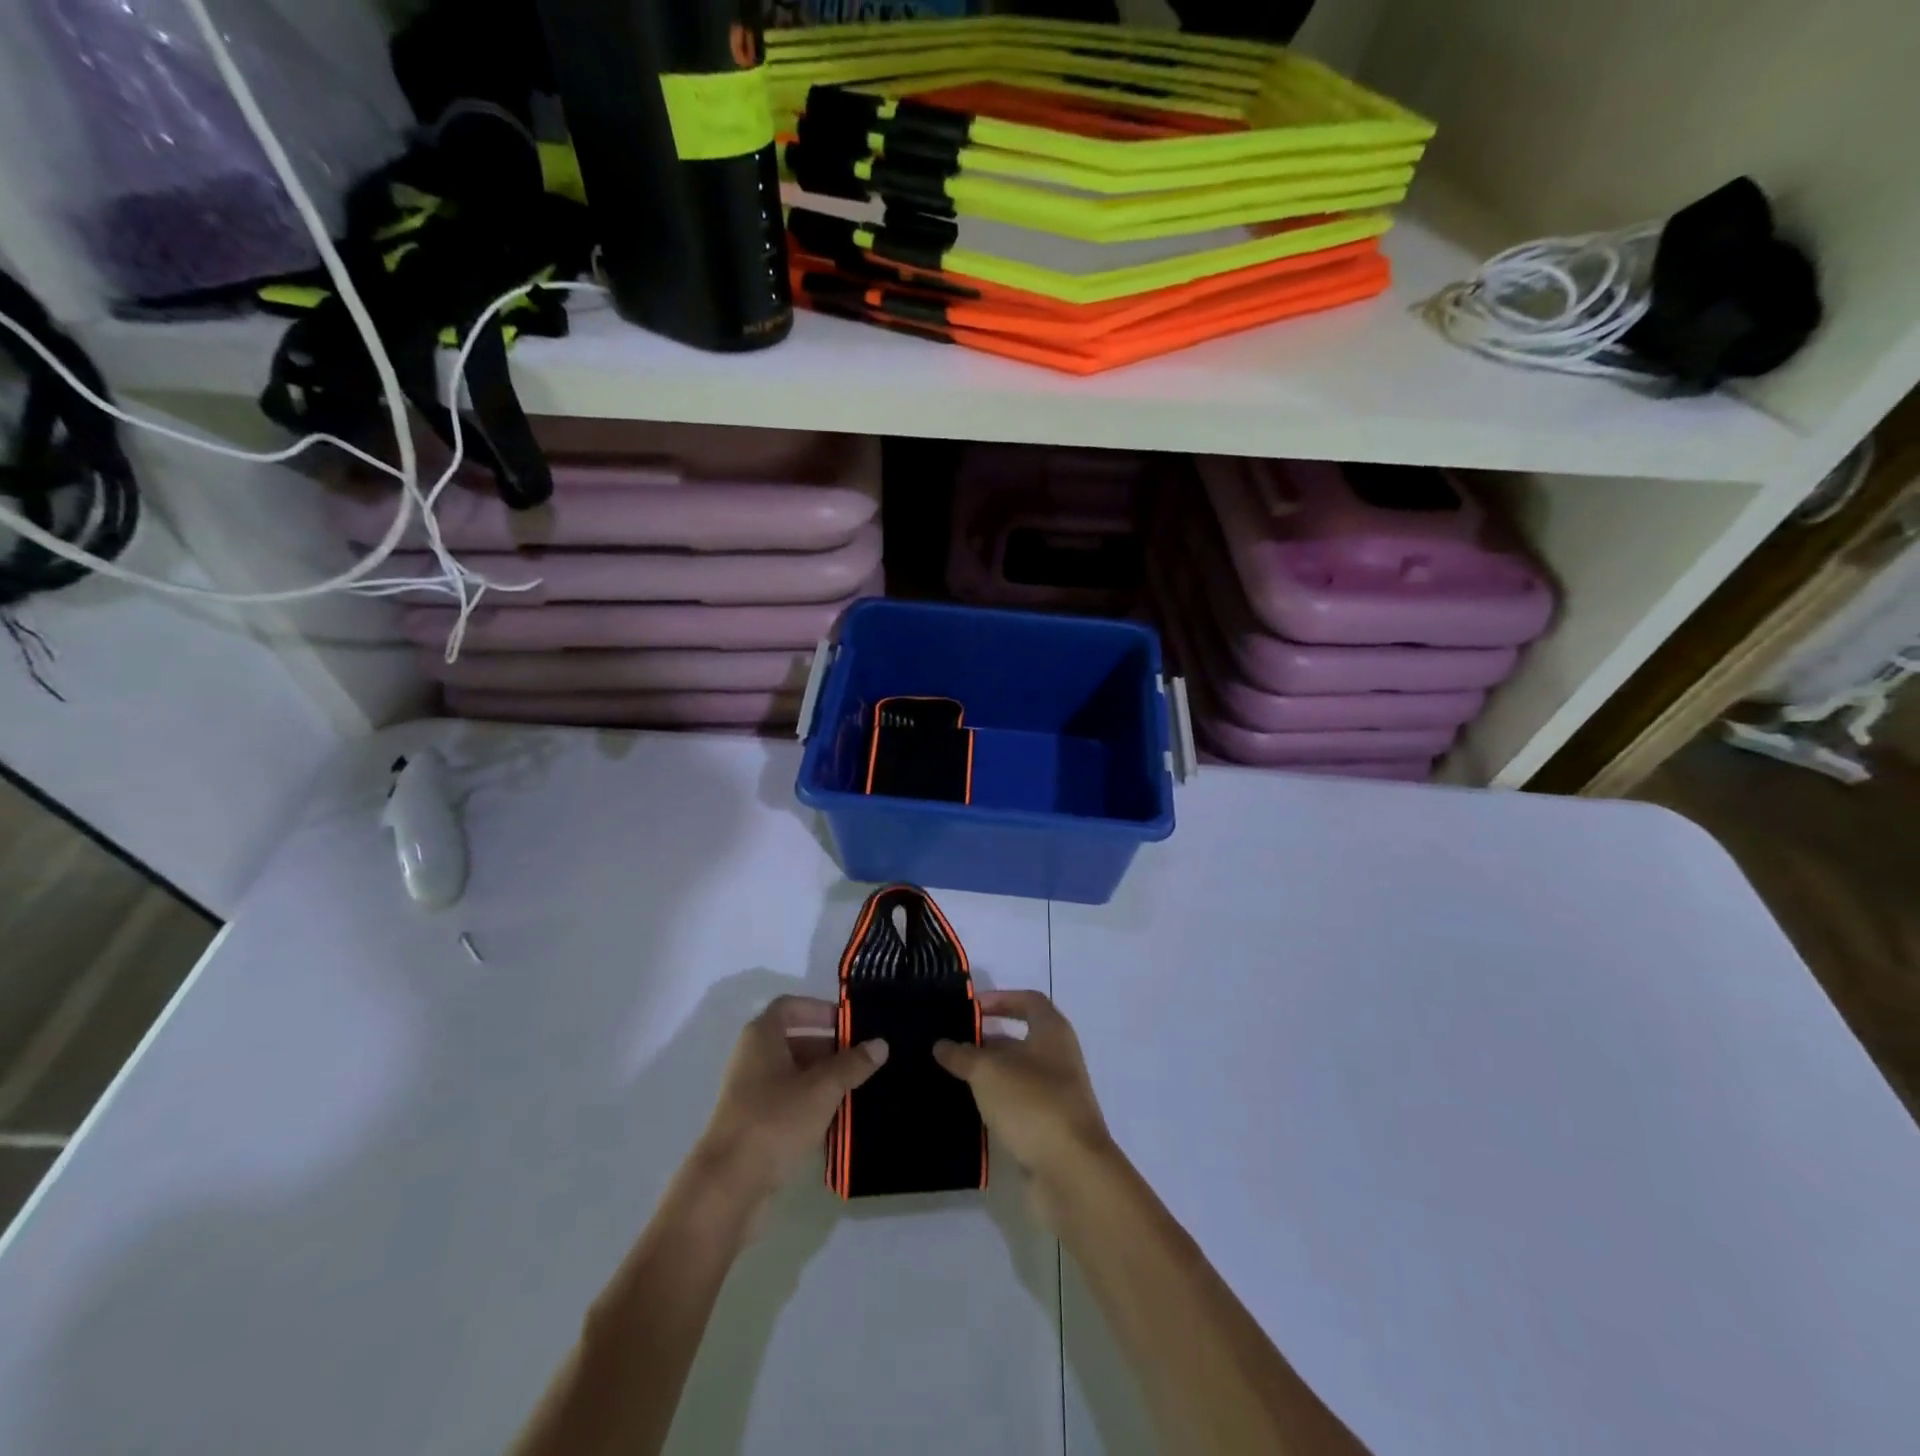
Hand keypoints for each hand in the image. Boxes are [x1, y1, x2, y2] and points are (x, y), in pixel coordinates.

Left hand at [693, 996, 887, 1214]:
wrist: (728, 1185)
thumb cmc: (775, 1120)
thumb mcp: (822, 1088)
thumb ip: (853, 1064)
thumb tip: (880, 1043)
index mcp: (762, 1036)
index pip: (791, 1006)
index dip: (820, 1010)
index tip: (848, 1025)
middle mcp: (752, 1056)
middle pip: (794, 1039)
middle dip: (828, 1047)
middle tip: (861, 1059)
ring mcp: (750, 1091)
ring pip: (792, 1072)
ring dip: (822, 1076)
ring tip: (855, 1088)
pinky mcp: (753, 1122)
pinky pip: (787, 1099)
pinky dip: (810, 1101)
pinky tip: (835, 1117)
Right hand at [933, 990, 1111, 1187]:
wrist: (1071, 1172)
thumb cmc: (1032, 1104)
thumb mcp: (989, 1072)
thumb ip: (963, 1055)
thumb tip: (941, 1044)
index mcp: (1052, 1033)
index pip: (1029, 1001)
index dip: (1001, 999)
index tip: (971, 1008)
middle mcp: (1058, 1059)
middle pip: (1020, 1040)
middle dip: (986, 1041)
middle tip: (950, 1046)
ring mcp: (1056, 1096)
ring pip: (1016, 1076)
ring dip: (987, 1076)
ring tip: (949, 1077)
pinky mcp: (1048, 1129)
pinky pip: (1017, 1107)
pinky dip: (995, 1105)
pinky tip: (967, 1110)